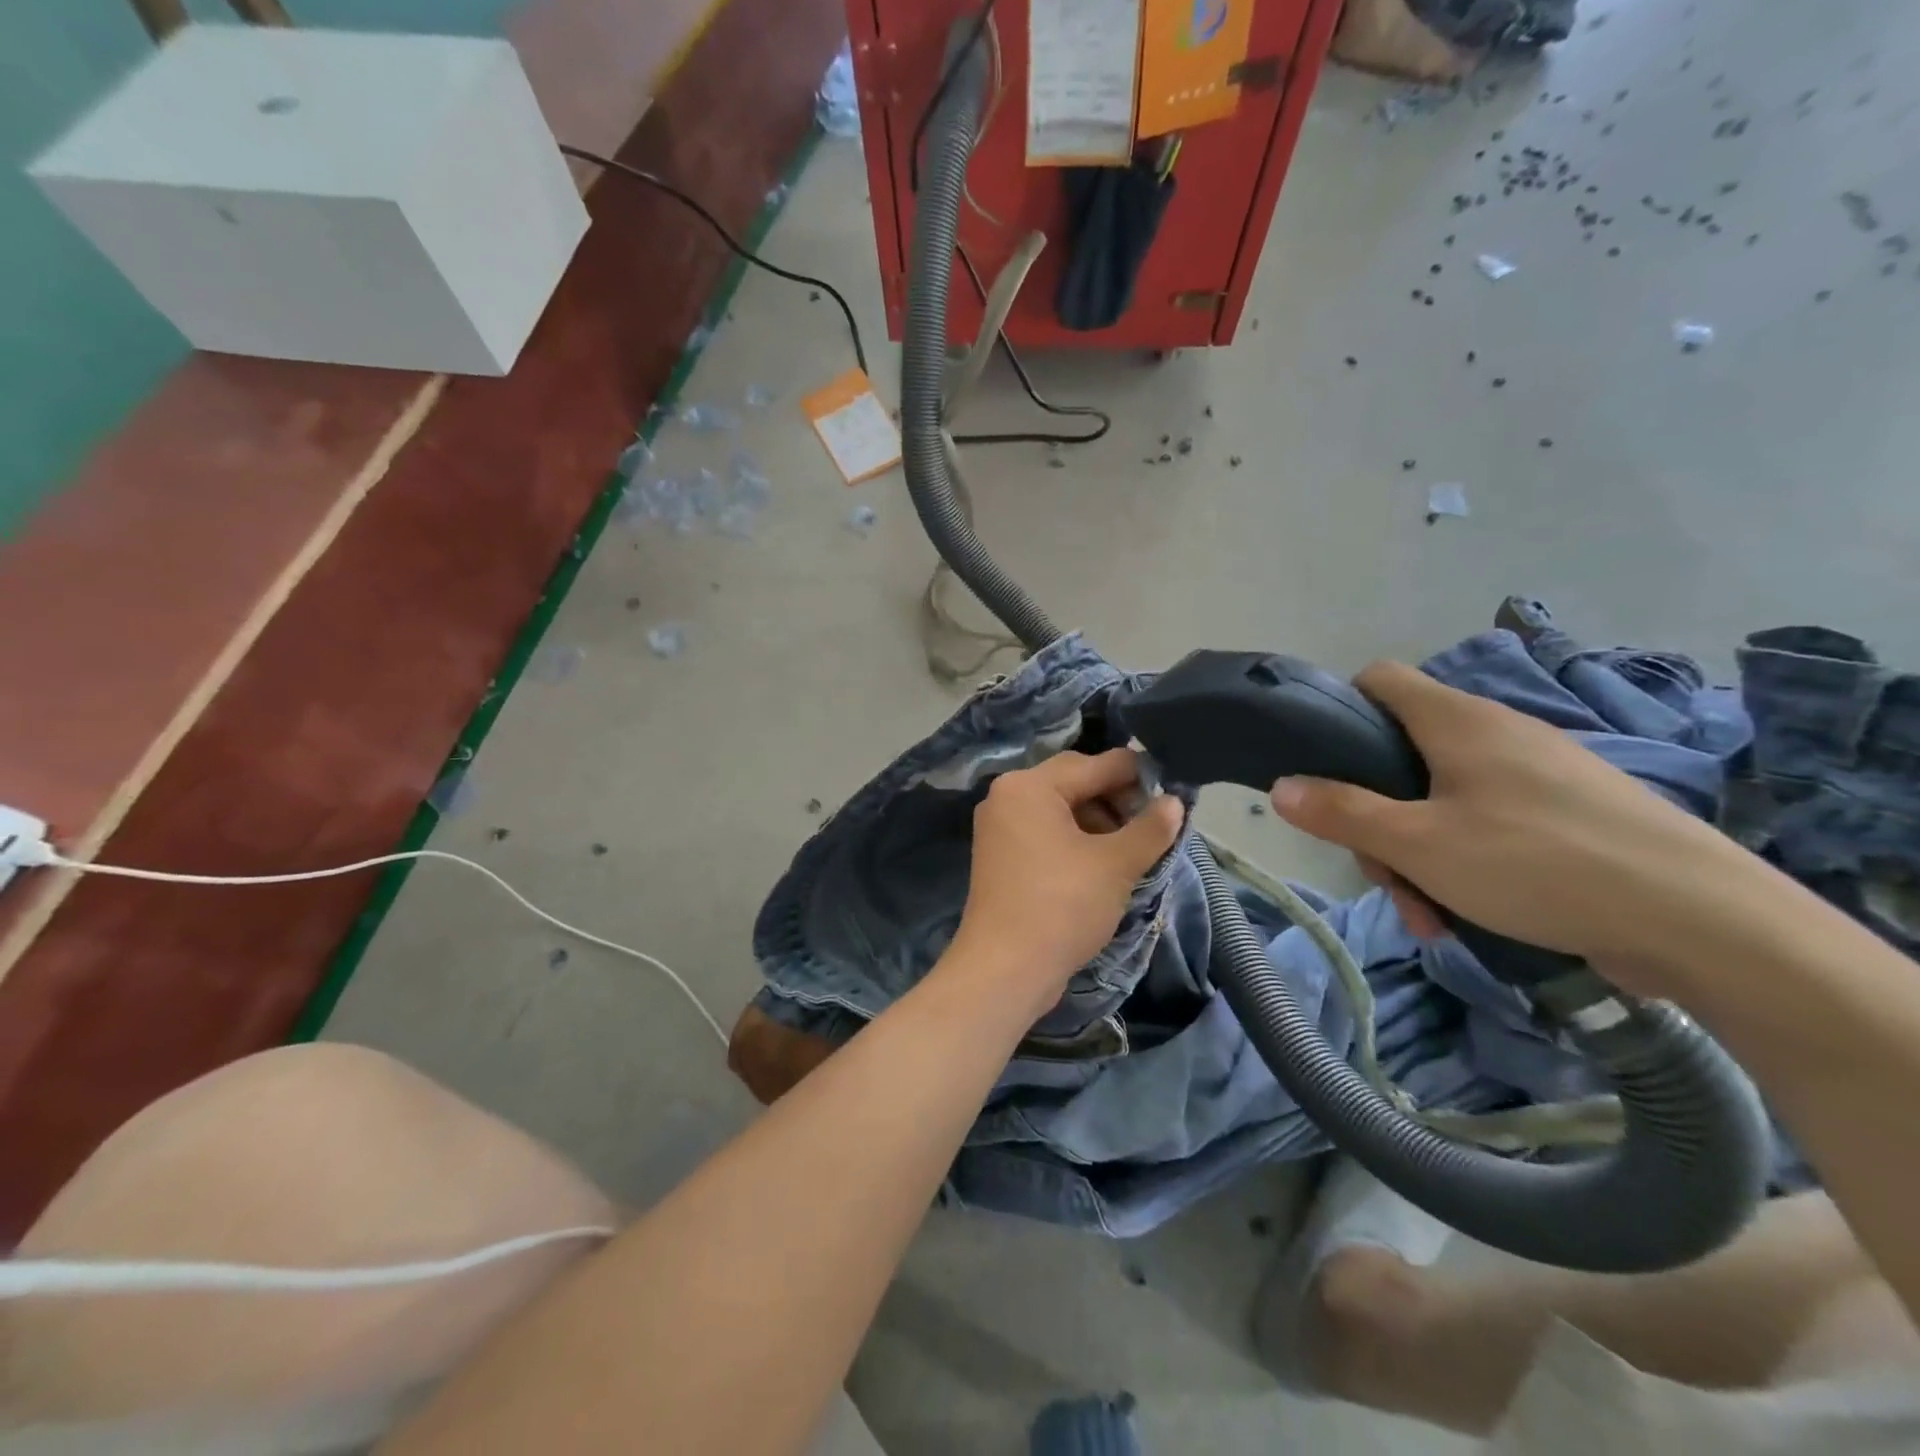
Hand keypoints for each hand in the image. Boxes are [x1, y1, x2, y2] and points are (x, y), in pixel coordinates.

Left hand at [953, 749, 1184, 994]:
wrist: (1006, 969)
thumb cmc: (1062, 905)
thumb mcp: (1116, 864)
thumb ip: (1150, 828)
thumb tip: (1175, 802)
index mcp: (1030, 785)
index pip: (1096, 764)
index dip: (1139, 776)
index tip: (1174, 793)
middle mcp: (1008, 796)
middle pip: (1076, 783)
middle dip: (1119, 801)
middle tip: (1155, 828)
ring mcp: (1000, 827)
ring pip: (1063, 810)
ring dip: (1101, 824)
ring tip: (1135, 851)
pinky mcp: (1002, 856)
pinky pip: (1047, 834)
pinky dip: (1077, 842)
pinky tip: (1106, 864)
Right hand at [1266, 661, 1768, 986]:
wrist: (1704, 922)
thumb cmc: (1537, 863)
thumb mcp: (1417, 843)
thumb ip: (1341, 812)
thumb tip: (1279, 787)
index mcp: (1456, 721)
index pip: (1377, 680)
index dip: (1338, 709)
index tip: (1322, 764)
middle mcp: (1495, 732)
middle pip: (1401, 756)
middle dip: (1376, 816)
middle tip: (1381, 873)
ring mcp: (1536, 772)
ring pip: (1441, 800)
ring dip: (1417, 853)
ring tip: (1428, 915)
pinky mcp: (1568, 812)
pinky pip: (1488, 825)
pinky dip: (1463, 863)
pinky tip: (1468, 916)